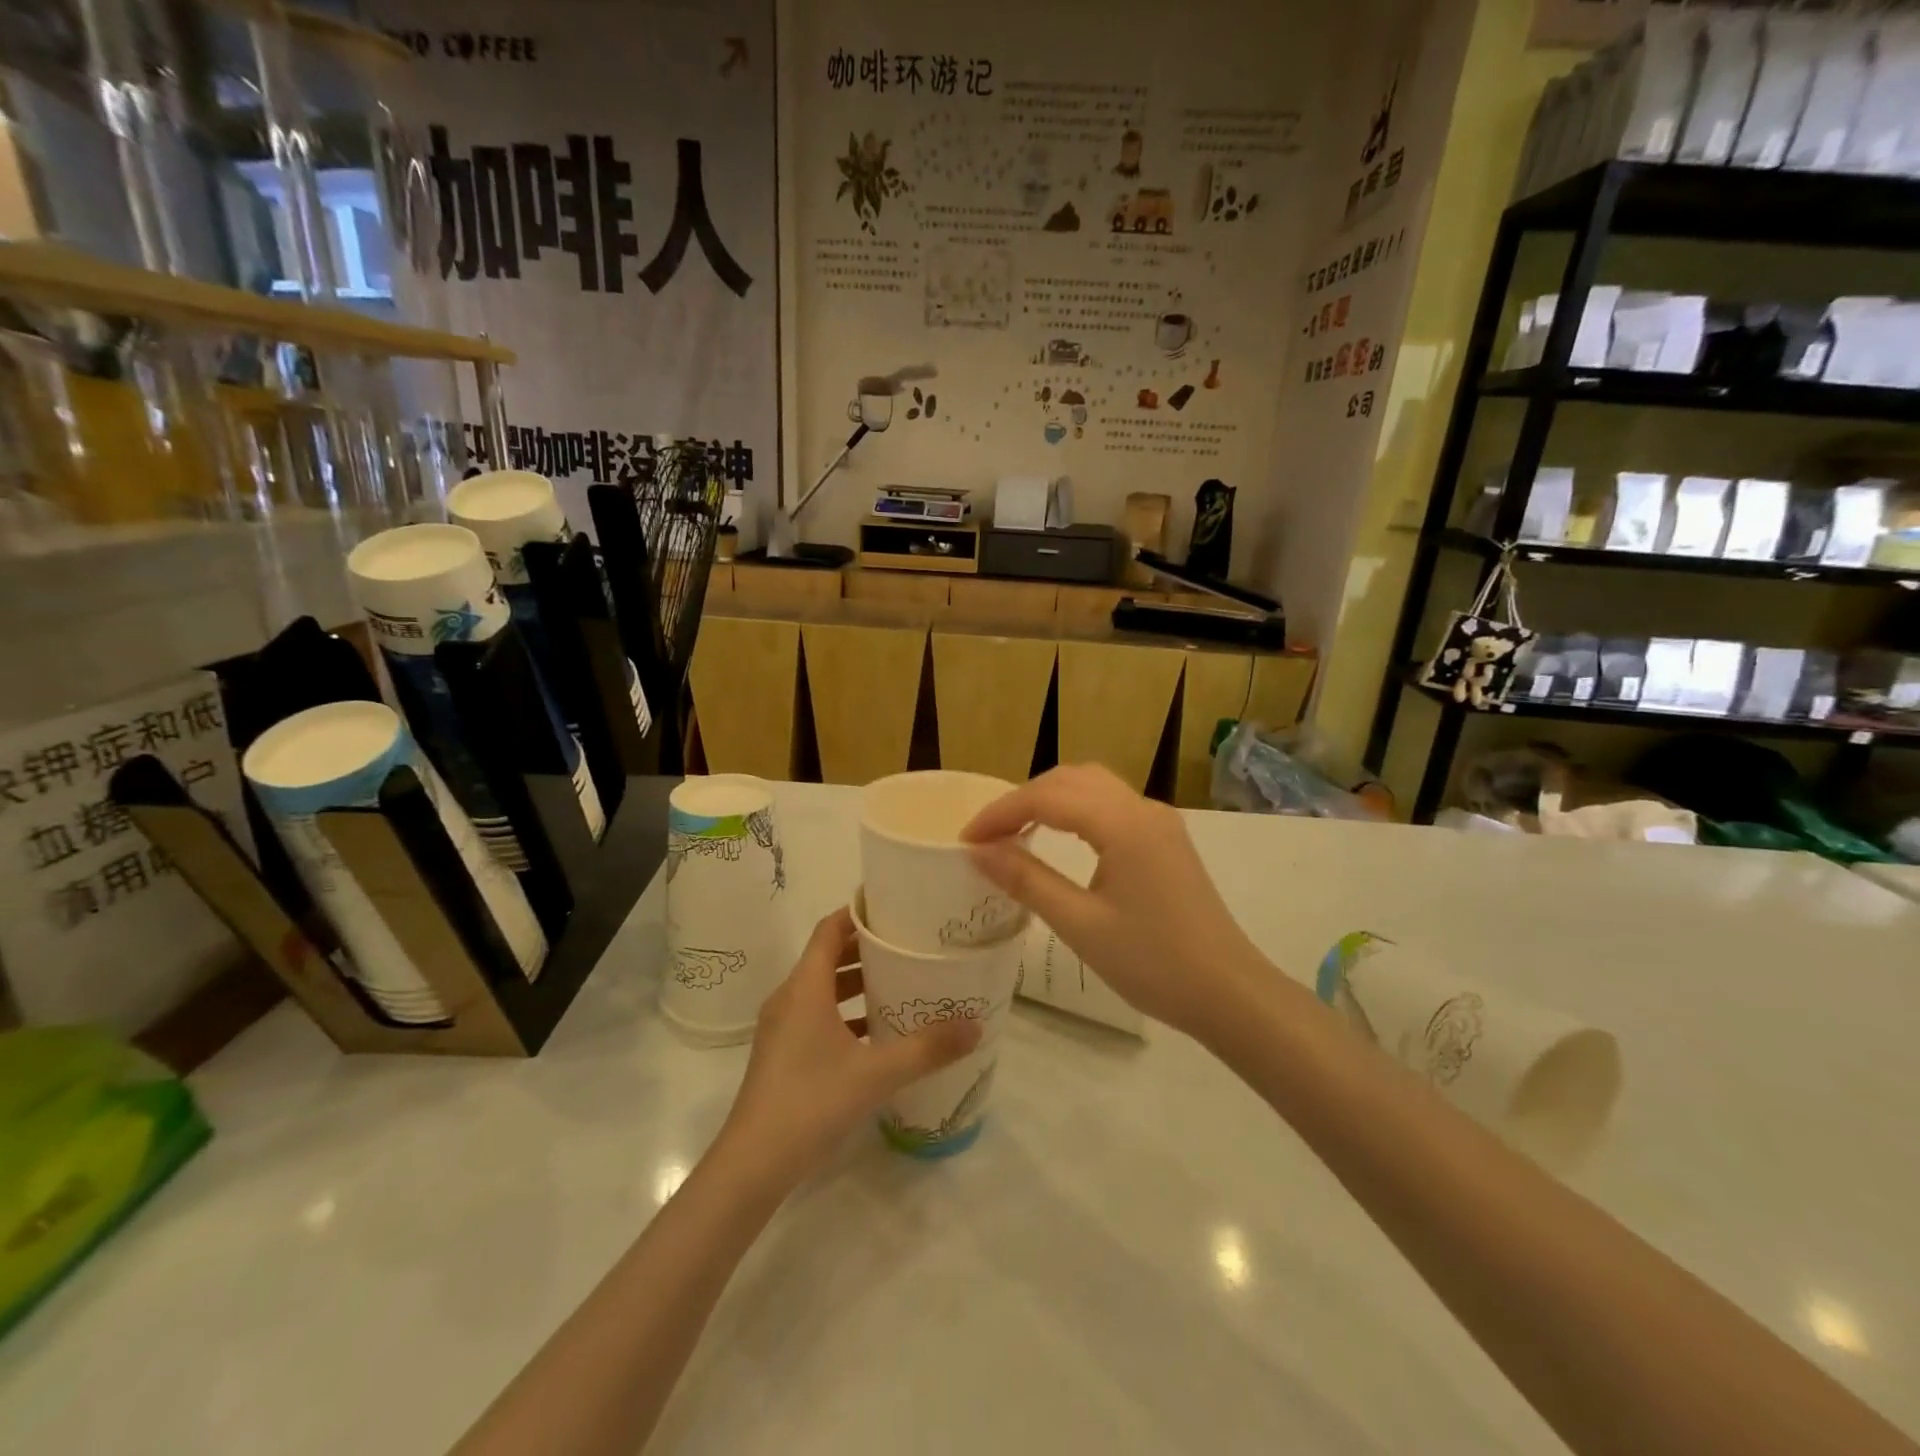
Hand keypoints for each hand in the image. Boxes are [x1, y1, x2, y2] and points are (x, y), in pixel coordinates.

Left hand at [718, 907, 981, 1187]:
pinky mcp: (782, 1053)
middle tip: (909, 944)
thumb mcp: (876, 1073)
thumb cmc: (811, 1102)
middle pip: (828, 956)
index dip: (858, 913)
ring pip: (823, 988)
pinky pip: (817, 1015)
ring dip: (857, 982)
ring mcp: (782, 1027)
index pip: (829, 929)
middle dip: (866, 948)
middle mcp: (789, 998)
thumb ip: (927, 1048)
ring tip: (900, 982)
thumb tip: (975, 1024)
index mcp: (805, 987)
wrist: (752, 1164)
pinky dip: (845, 1012)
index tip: (894, 907)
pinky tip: (877, 1032)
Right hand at [962, 763, 1270, 1040]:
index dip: (1000, 813)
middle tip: (987, 835)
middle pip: (1069, 780)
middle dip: (1022, 799)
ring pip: (1092, 785)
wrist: (1228, 992)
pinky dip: (1076, 809)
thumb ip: (1026, 880)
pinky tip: (1059, 837)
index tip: (965, 839)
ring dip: (1050, 799)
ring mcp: (1159, 820)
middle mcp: (1142, 807)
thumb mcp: (1080, 924)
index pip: (1046, 798)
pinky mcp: (1166, 838)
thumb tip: (978, 851)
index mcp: (1122, 823)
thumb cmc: (1152, 962)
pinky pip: (1111, 804)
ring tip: (1016, 831)